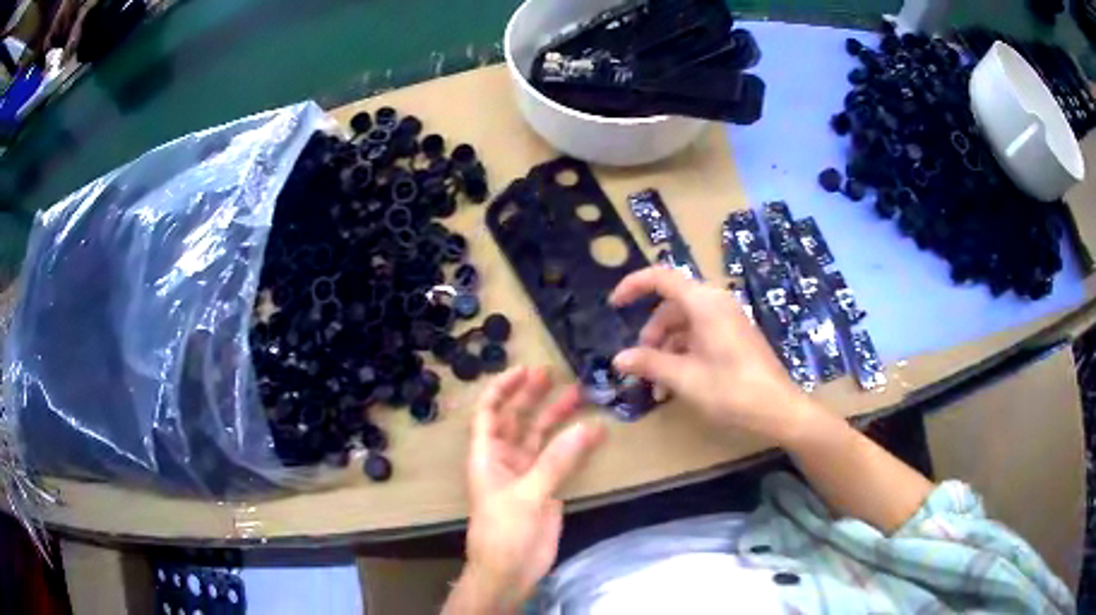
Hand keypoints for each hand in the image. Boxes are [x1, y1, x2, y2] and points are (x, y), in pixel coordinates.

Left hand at [448, 367, 604, 613]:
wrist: (509, 572)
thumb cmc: (504, 532)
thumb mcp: (527, 495)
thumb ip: (556, 461)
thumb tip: (588, 427)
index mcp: (487, 456)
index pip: (489, 412)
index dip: (503, 388)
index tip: (525, 369)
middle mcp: (504, 460)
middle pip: (516, 419)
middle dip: (532, 396)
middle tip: (555, 375)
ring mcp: (526, 474)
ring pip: (540, 437)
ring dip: (556, 417)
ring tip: (579, 394)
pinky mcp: (545, 489)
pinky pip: (559, 459)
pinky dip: (574, 445)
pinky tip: (592, 432)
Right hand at [609, 266, 814, 442]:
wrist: (778, 409)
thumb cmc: (731, 389)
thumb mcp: (684, 378)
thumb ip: (649, 363)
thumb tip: (618, 359)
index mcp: (704, 303)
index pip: (662, 278)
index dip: (634, 286)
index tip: (614, 306)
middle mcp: (716, 304)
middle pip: (671, 306)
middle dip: (651, 335)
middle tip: (639, 365)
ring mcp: (727, 320)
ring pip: (684, 324)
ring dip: (665, 351)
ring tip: (656, 386)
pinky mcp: (734, 337)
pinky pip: (700, 336)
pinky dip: (683, 355)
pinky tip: (675, 386)